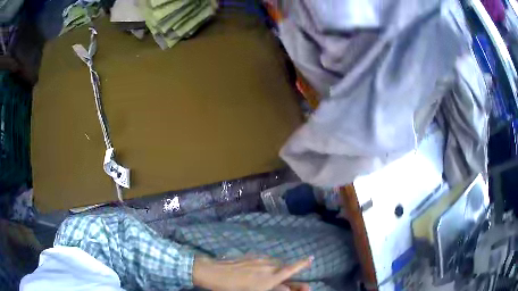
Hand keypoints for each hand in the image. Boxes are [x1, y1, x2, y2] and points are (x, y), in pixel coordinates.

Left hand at [193, 255, 312, 290]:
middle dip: (288, 273)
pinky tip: (258, 272)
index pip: (291, 269)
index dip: (302, 264)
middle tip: (286, 282)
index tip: (311, 258)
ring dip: (276, 270)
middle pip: (283, 268)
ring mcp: (258, 259)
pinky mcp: (250, 256)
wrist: (213, 272)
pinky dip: (267, 266)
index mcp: (270, 277)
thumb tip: (285, 288)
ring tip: (269, 279)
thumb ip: (275, 289)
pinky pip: (264, 261)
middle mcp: (268, 266)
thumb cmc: (234, 288)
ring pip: (274, 264)